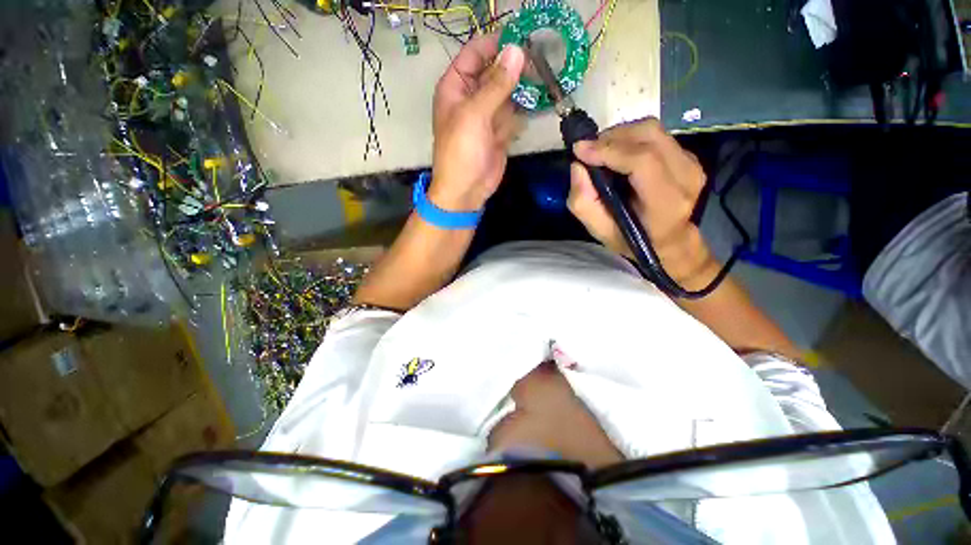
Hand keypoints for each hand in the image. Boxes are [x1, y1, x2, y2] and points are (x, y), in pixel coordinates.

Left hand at [430, 34, 524, 211]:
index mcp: (456, 87)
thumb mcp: (474, 114)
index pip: (475, 54)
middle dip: (514, 66)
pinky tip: (539, 101)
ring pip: (507, 93)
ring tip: (544, 76)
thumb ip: (496, 84)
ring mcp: (487, 116)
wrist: (466, 191)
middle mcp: (471, 98)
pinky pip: (514, 114)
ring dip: (523, 87)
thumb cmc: (461, 152)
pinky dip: (525, 109)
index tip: (522, 39)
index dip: (496, 44)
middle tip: (540, 59)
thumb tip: (517, 51)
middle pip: (494, 72)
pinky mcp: (500, 132)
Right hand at [567, 118, 716, 287]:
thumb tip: (577, 166)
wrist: (670, 242)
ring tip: (601, 152)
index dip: (609, 150)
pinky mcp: (689, 156)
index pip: (642, 161)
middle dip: (611, 137)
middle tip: (588, 151)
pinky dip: (630, 139)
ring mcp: (692, 163)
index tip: (580, 150)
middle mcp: (686, 177)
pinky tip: (618, 155)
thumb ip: (583, 203)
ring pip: (652, 130)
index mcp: (666, 202)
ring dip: (619, 135)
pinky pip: (656, 135)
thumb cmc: (632, 240)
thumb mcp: (600, 232)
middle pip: (648, 136)